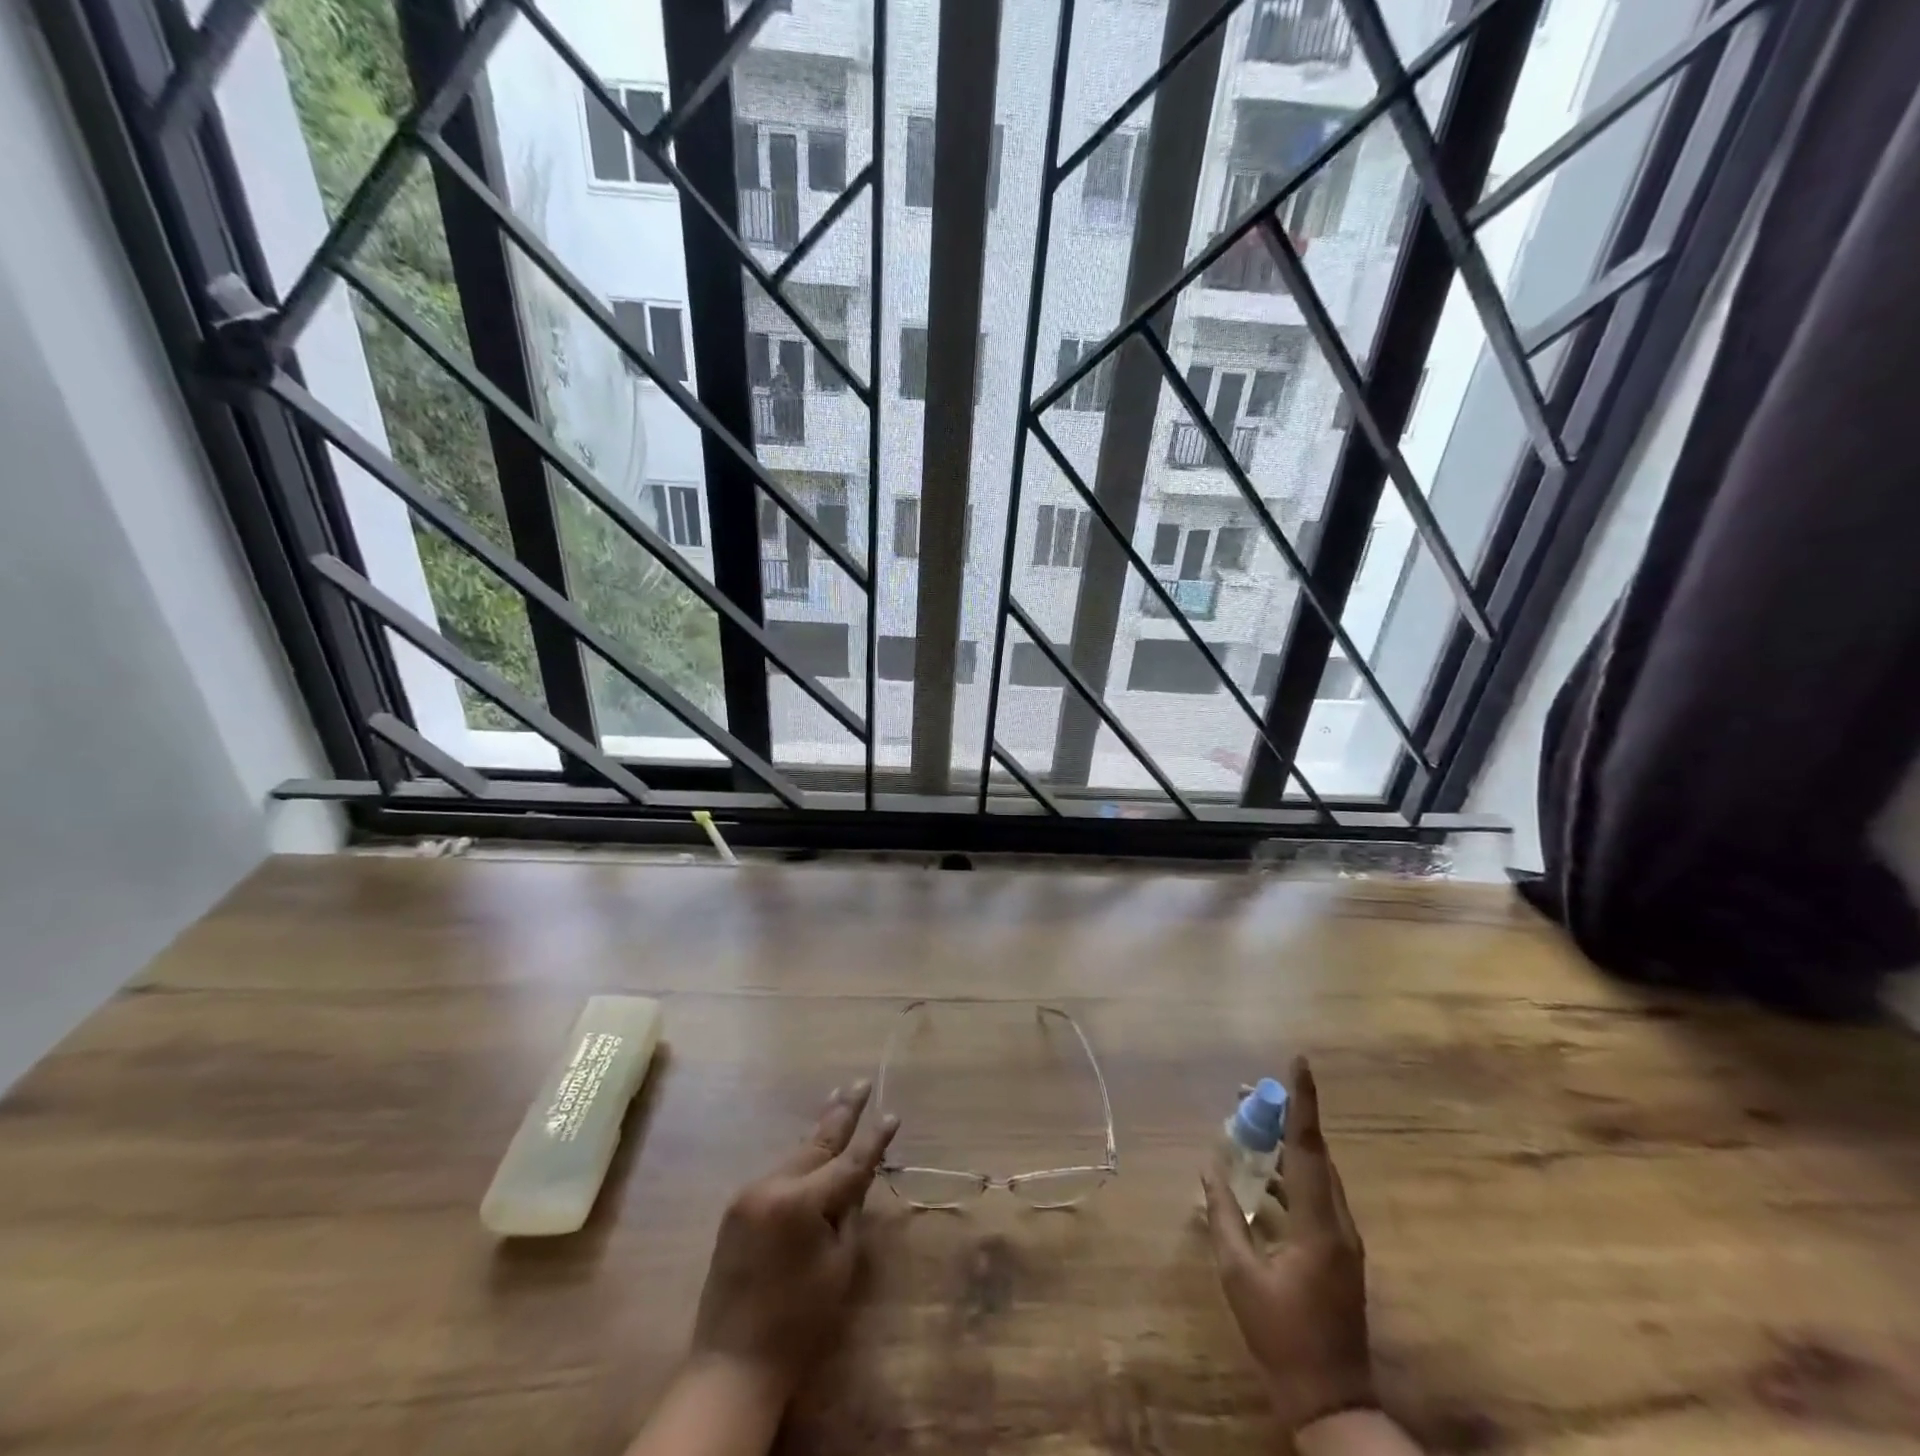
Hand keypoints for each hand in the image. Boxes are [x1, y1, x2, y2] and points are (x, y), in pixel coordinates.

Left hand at [689, 1079, 898, 1402]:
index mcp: (801, 1201)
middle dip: (841, 1111)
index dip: (874, 1139)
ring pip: (796, 1154)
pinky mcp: (738, 1207)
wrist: (732, 1364)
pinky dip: (800, 1158)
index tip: (892, 1115)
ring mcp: (750, 1193)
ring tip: (839, 1099)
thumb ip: (850, 1212)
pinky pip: (778, 1173)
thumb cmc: (798, 1322)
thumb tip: (857, 1175)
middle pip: (817, 1142)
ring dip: (820, 1131)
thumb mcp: (839, 1265)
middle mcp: (772, 1185)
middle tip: (860, 1082)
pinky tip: (812, 1146)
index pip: (849, 1161)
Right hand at [1201, 1057, 1375, 1434]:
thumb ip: (1224, 1215)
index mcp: (1319, 1225)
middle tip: (1247, 1092)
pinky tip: (1260, 1178)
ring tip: (1248, 1126)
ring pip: (1315, 1175)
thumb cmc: (1281, 1336)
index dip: (1302, 1102)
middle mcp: (1339, 1223)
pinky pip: (1314, 1197)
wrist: (1332, 1401)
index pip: (1310, 1147)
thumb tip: (1209, 1167)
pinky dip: (1287, 1176)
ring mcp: (1342, 1239)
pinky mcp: (1338, 1252)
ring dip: (1284, 1147)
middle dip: (1283, 1117)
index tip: (1298, 1061)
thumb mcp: (1240, 1274)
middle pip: (1313, 1154)